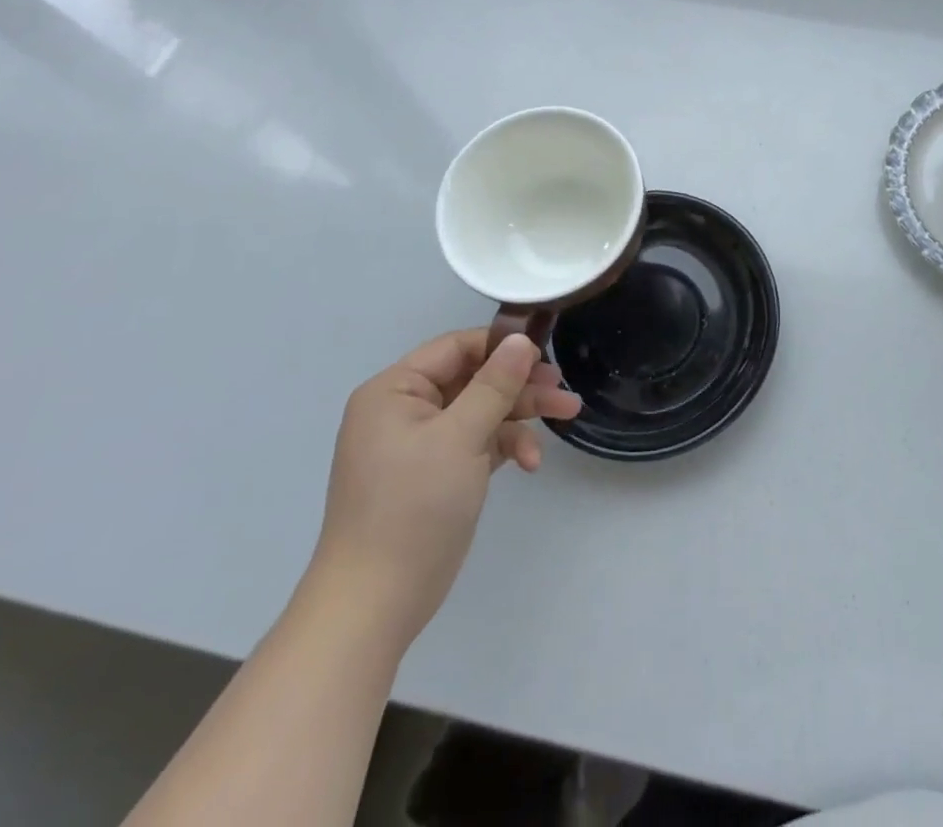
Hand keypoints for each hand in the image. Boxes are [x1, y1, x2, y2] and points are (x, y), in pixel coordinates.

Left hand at [306, 328, 582, 652]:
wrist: (375, 604)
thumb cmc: (412, 507)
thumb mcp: (460, 437)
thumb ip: (495, 384)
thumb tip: (521, 338)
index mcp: (394, 391)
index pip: (455, 348)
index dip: (500, 347)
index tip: (544, 355)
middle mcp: (405, 410)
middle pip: (474, 379)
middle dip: (521, 386)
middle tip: (564, 390)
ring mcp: (421, 444)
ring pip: (482, 411)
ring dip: (521, 416)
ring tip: (568, 415)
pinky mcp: (437, 473)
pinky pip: (478, 443)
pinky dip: (505, 447)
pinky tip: (530, 463)